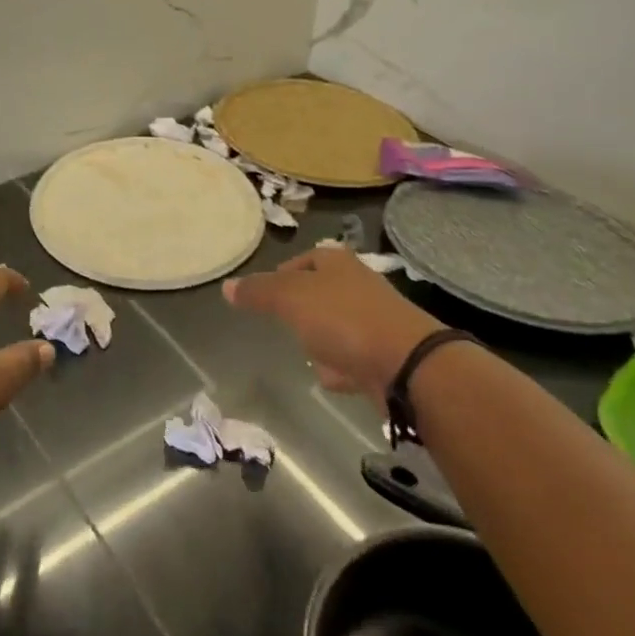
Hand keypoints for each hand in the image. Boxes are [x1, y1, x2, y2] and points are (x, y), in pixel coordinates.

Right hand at [225, 247, 440, 407]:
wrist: (407, 365)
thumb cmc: (343, 319)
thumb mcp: (290, 298)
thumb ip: (258, 292)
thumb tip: (227, 286)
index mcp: (337, 262)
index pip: (306, 258)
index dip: (284, 273)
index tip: (267, 294)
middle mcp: (358, 285)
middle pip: (321, 293)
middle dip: (303, 310)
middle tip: (284, 323)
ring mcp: (375, 320)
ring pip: (337, 325)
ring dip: (322, 340)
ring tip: (307, 354)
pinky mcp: (386, 354)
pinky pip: (354, 356)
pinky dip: (342, 366)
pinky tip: (333, 377)